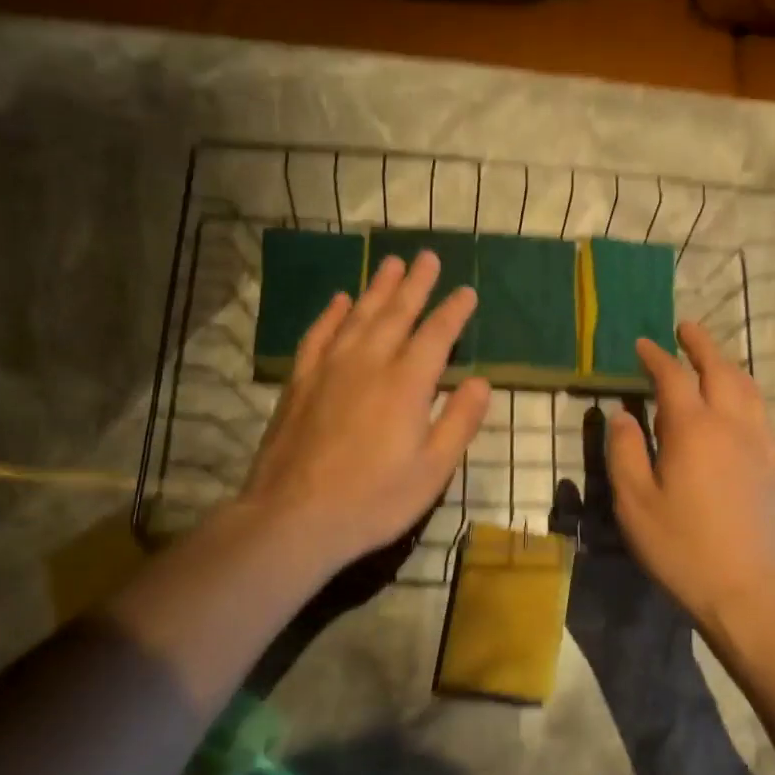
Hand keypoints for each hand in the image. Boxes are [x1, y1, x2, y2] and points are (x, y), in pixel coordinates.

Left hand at [237, 249, 490, 576]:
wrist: (294, 517)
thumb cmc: (374, 500)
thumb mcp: (432, 470)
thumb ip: (459, 421)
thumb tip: (480, 381)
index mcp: (407, 384)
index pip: (436, 335)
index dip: (454, 311)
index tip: (466, 291)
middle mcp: (368, 363)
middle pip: (396, 313)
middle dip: (415, 284)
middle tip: (427, 256)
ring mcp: (329, 369)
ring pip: (358, 316)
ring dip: (377, 287)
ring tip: (390, 263)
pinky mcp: (300, 382)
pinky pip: (319, 335)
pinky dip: (332, 314)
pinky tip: (340, 300)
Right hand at [605, 321, 774, 632]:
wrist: (744, 585)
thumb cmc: (680, 545)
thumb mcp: (634, 501)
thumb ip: (625, 451)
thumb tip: (623, 415)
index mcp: (693, 428)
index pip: (673, 377)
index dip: (656, 357)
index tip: (642, 344)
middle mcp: (730, 424)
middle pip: (719, 369)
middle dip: (701, 345)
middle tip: (684, 328)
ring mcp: (756, 442)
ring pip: (746, 386)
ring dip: (727, 364)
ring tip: (711, 358)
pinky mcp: (771, 462)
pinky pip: (759, 410)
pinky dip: (744, 391)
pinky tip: (737, 402)